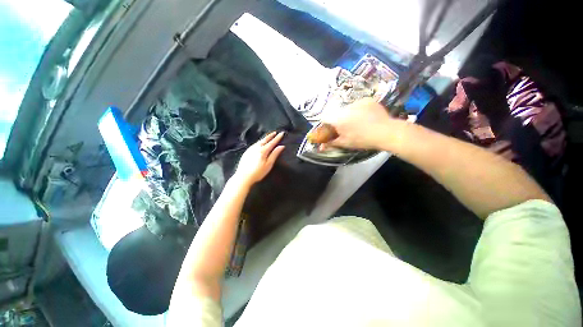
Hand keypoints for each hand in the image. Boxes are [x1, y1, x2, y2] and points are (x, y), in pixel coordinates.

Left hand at [234, 132, 285, 185]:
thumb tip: (281, 146)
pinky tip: (260, 143)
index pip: (272, 142)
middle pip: (265, 139)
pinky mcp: (247, 152)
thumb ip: (275, 154)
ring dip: (265, 138)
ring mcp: (250, 149)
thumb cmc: (258, 172)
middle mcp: (256, 147)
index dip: (277, 138)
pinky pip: (255, 144)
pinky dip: (259, 141)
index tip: (282, 133)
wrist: (243, 177)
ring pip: (259, 141)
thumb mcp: (269, 164)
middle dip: (270, 135)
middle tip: (275, 132)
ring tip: (269, 136)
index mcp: (263, 150)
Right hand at [321, 98, 393, 149]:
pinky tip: (366, 117)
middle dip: (339, 120)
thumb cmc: (363, 140)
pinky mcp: (367, 100)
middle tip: (347, 128)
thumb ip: (331, 143)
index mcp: (338, 119)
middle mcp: (346, 108)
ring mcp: (358, 102)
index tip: (331, 129)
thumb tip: (320, 147)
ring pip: (347, 108)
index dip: (326, 123)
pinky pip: (358, 105)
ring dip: (349, 114)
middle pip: (336, 112)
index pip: (325, 117)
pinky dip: (359, 110)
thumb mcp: (345, 143)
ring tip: (359, 123)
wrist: (386, 132)